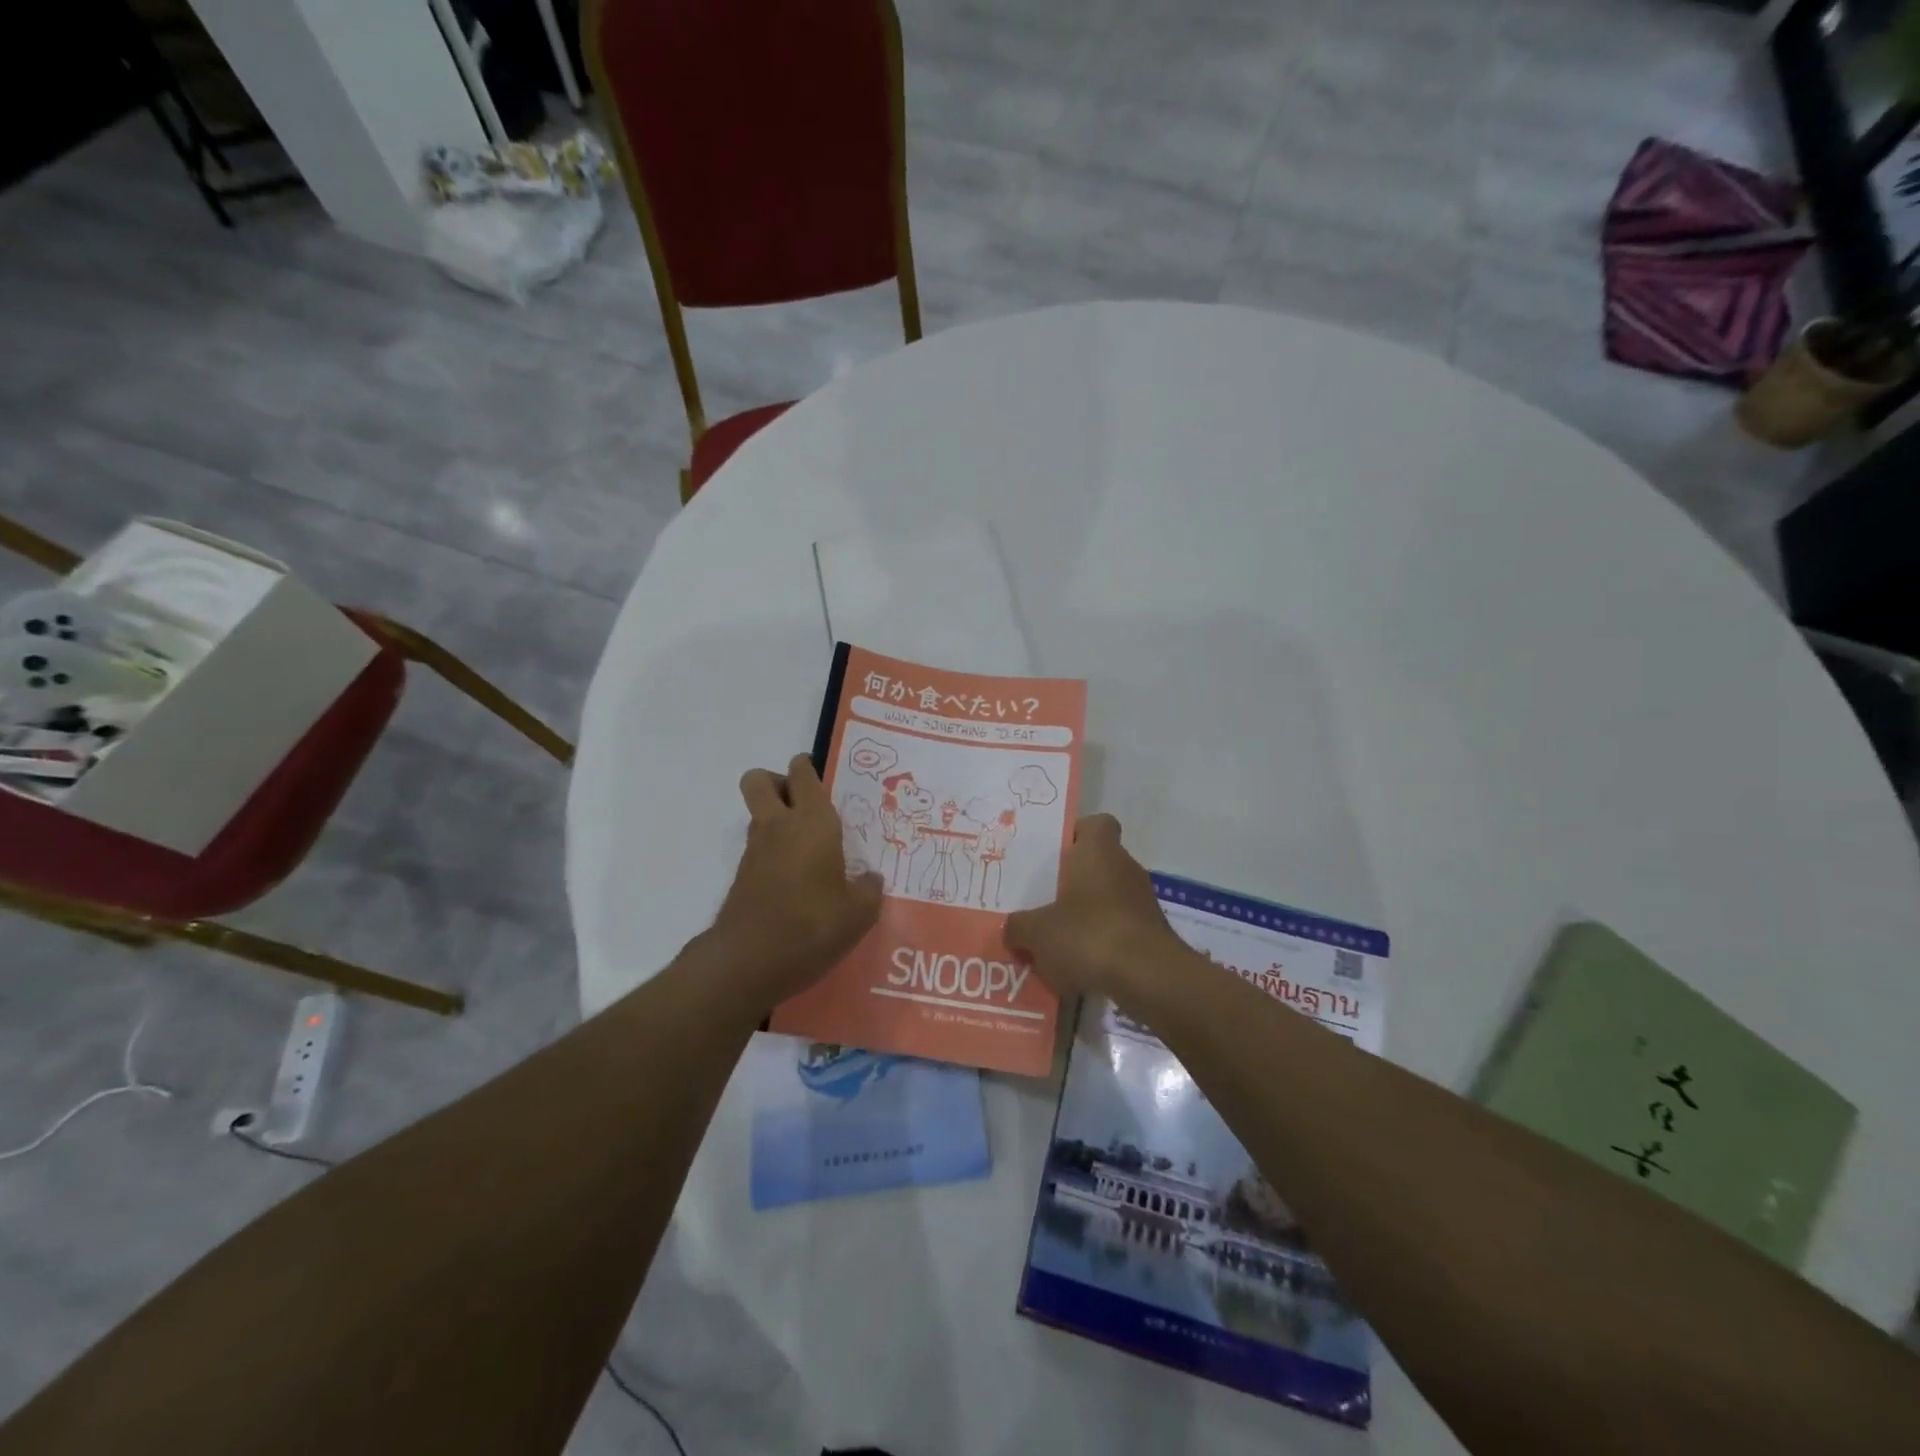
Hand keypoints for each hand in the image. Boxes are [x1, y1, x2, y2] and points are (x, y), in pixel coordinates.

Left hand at [711, 754, 883, 1006]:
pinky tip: (798, 881)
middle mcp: (779, 826)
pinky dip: (774, 853)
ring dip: (777, 819)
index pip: (803, 775)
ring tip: (811, 848)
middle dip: (778, 782)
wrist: (749, 962)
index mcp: (812, 822)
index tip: (823, 777)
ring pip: (758, 814)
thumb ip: (869, 890)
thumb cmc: (812, 925)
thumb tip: (869, 879)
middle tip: (805, 804)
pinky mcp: (743, 878)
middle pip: (760, 780)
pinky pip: (759, 849)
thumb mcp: (859, 913)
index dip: (808, 768)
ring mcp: (756, 851)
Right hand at [1003, 814, 1190, 1001]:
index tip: (1055, 854)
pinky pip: (1120, 928)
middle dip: (1072, 882)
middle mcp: (1125, 867)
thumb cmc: (1089, 935)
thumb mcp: (1037, 932)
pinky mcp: (1152, 933)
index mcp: (1099, 851)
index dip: (1076, 833)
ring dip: (1087, 914)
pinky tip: (1080, 964)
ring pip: (1108, 898)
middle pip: (1098, 864)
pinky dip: (1102, 942)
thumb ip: (1019, 926)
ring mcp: (1143, 900)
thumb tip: (1011, 928)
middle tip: (1042, 900)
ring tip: (1057, 939)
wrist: (1148, 977)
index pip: (1097, 823)